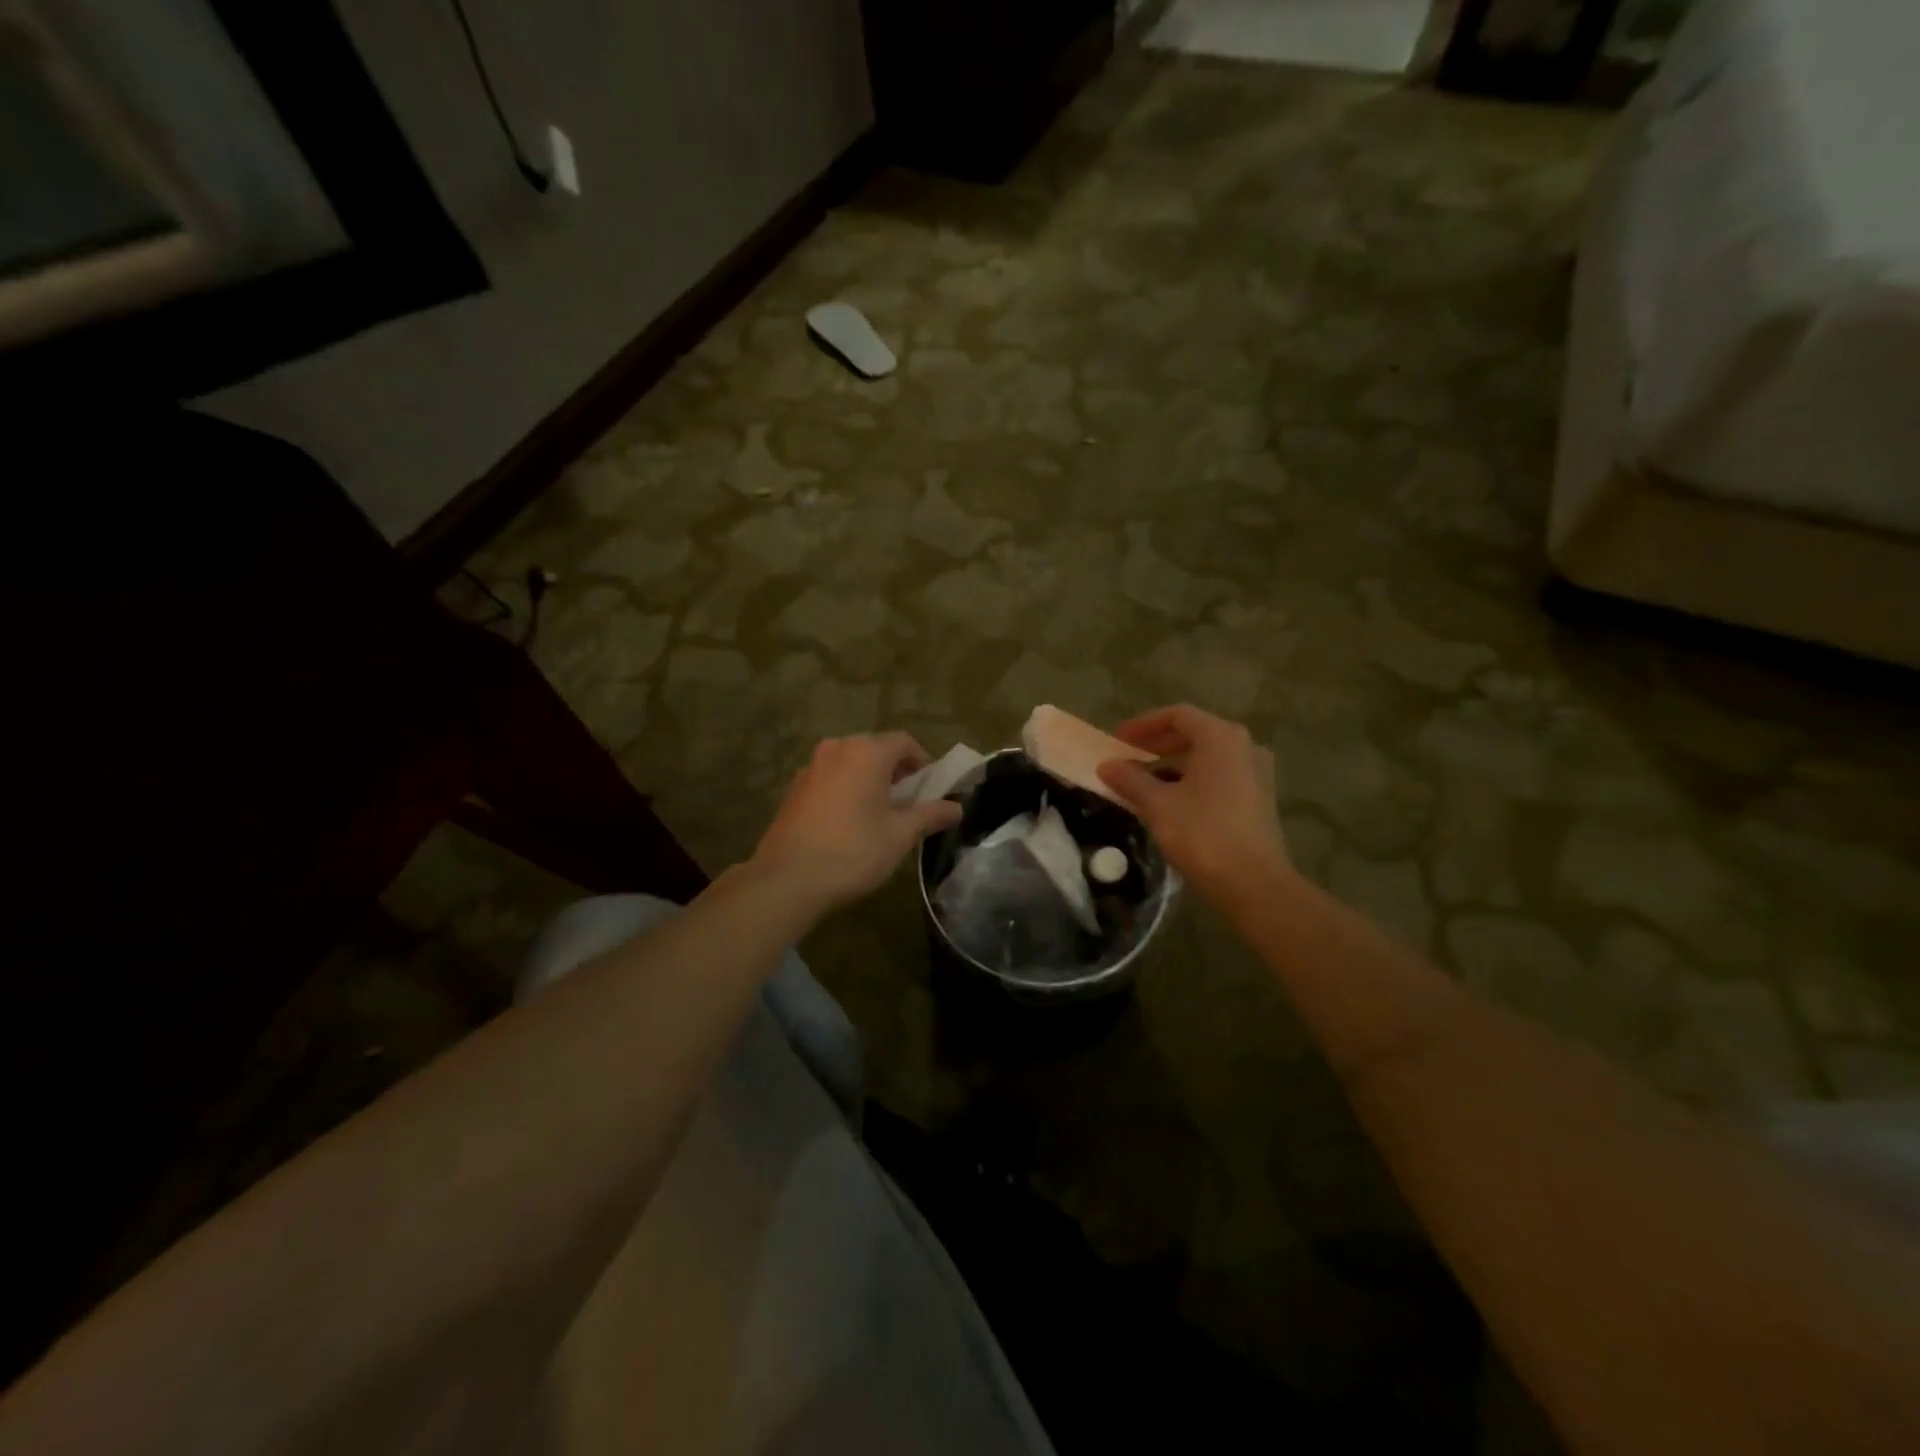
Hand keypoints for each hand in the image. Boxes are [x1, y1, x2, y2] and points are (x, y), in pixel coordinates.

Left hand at [751, 733, 963, 914]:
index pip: (905, 742)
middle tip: (910, 803)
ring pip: (851, 763)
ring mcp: (811, 767)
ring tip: (880, 814)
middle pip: (876, 749)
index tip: (932, 789)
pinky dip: (846, 789)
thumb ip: (930, 815)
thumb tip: (957, 808)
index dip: (923, 763)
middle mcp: (837, 748)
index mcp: (866, 751)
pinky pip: (831, 778)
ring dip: (870, 780)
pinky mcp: (794, 788)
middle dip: (896, 772)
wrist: (787, 879)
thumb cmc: (853, 851)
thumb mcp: (900, 835)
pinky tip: (849, 822)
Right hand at [1096, 705, 1289, 906]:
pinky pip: (1220, 775)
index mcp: (1220, 737)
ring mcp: (1256, 772)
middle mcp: (1244, 745)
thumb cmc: (1202, 833)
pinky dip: (1193, 779)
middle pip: (1194, 732)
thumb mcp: (1157, 804)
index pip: (1176, 715)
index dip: (1143, 725)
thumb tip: (1106, 765)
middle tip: (1128, 757)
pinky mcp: (1259, 797)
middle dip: (1157, 744)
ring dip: (1174, 764)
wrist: (1254, 883)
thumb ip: (1130, 779)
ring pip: (1207, 756)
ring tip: (1144, 781)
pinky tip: (1171, 801)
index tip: (1117, 740)